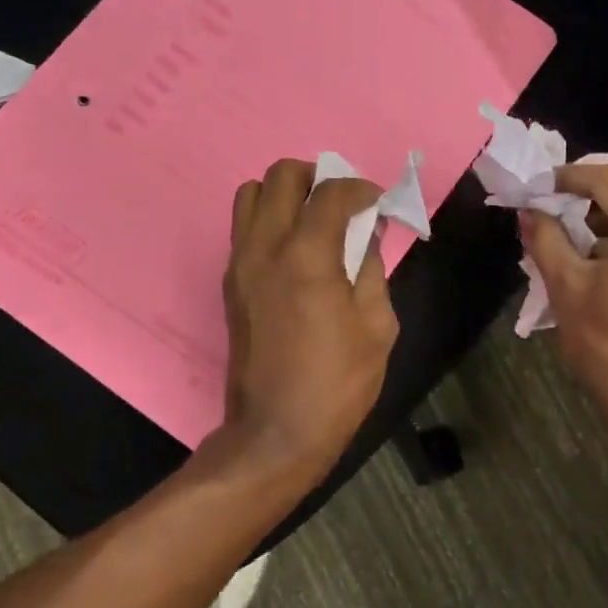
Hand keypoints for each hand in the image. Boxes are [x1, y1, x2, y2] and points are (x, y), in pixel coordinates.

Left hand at [221, 159, 399, 475]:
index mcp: (306, 256)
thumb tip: (367, 232)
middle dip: (317, 177)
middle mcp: (264, 247)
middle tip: (342, 203)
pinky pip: (244, 227)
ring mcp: (239, 263)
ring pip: (250, 193)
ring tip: (314, 220)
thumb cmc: (338, 382)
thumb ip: (371, 266)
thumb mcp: (377, 325)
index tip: (377, 203)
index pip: (331, 191)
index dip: (360, 188)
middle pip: (281, 175)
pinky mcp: (229, 282)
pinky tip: (297, 250)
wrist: (275, 432)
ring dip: (285, 194)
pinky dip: (270, 220)